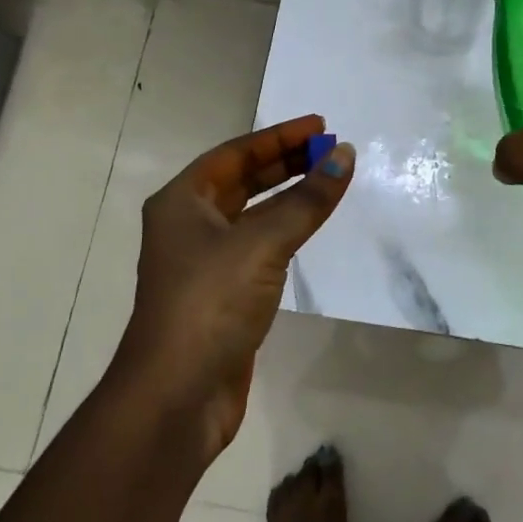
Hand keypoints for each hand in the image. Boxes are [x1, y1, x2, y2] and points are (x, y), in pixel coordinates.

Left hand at [112, 116, 353, 463]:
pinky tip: (309, 227)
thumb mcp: (262, 243)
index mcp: (182, 202)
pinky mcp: (224, 294)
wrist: (177, 395)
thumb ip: (307, 200)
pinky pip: (260, 246)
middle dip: (285, 162)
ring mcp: (205, 262)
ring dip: (288, 196)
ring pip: (252, 214)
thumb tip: (345, 155)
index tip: (321, 126)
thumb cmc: (210, 303)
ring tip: (328, 180)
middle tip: (330, 150)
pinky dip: (286, 230)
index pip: (235, 154)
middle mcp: (189, 225)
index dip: (279, 137)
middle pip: (242, 180)